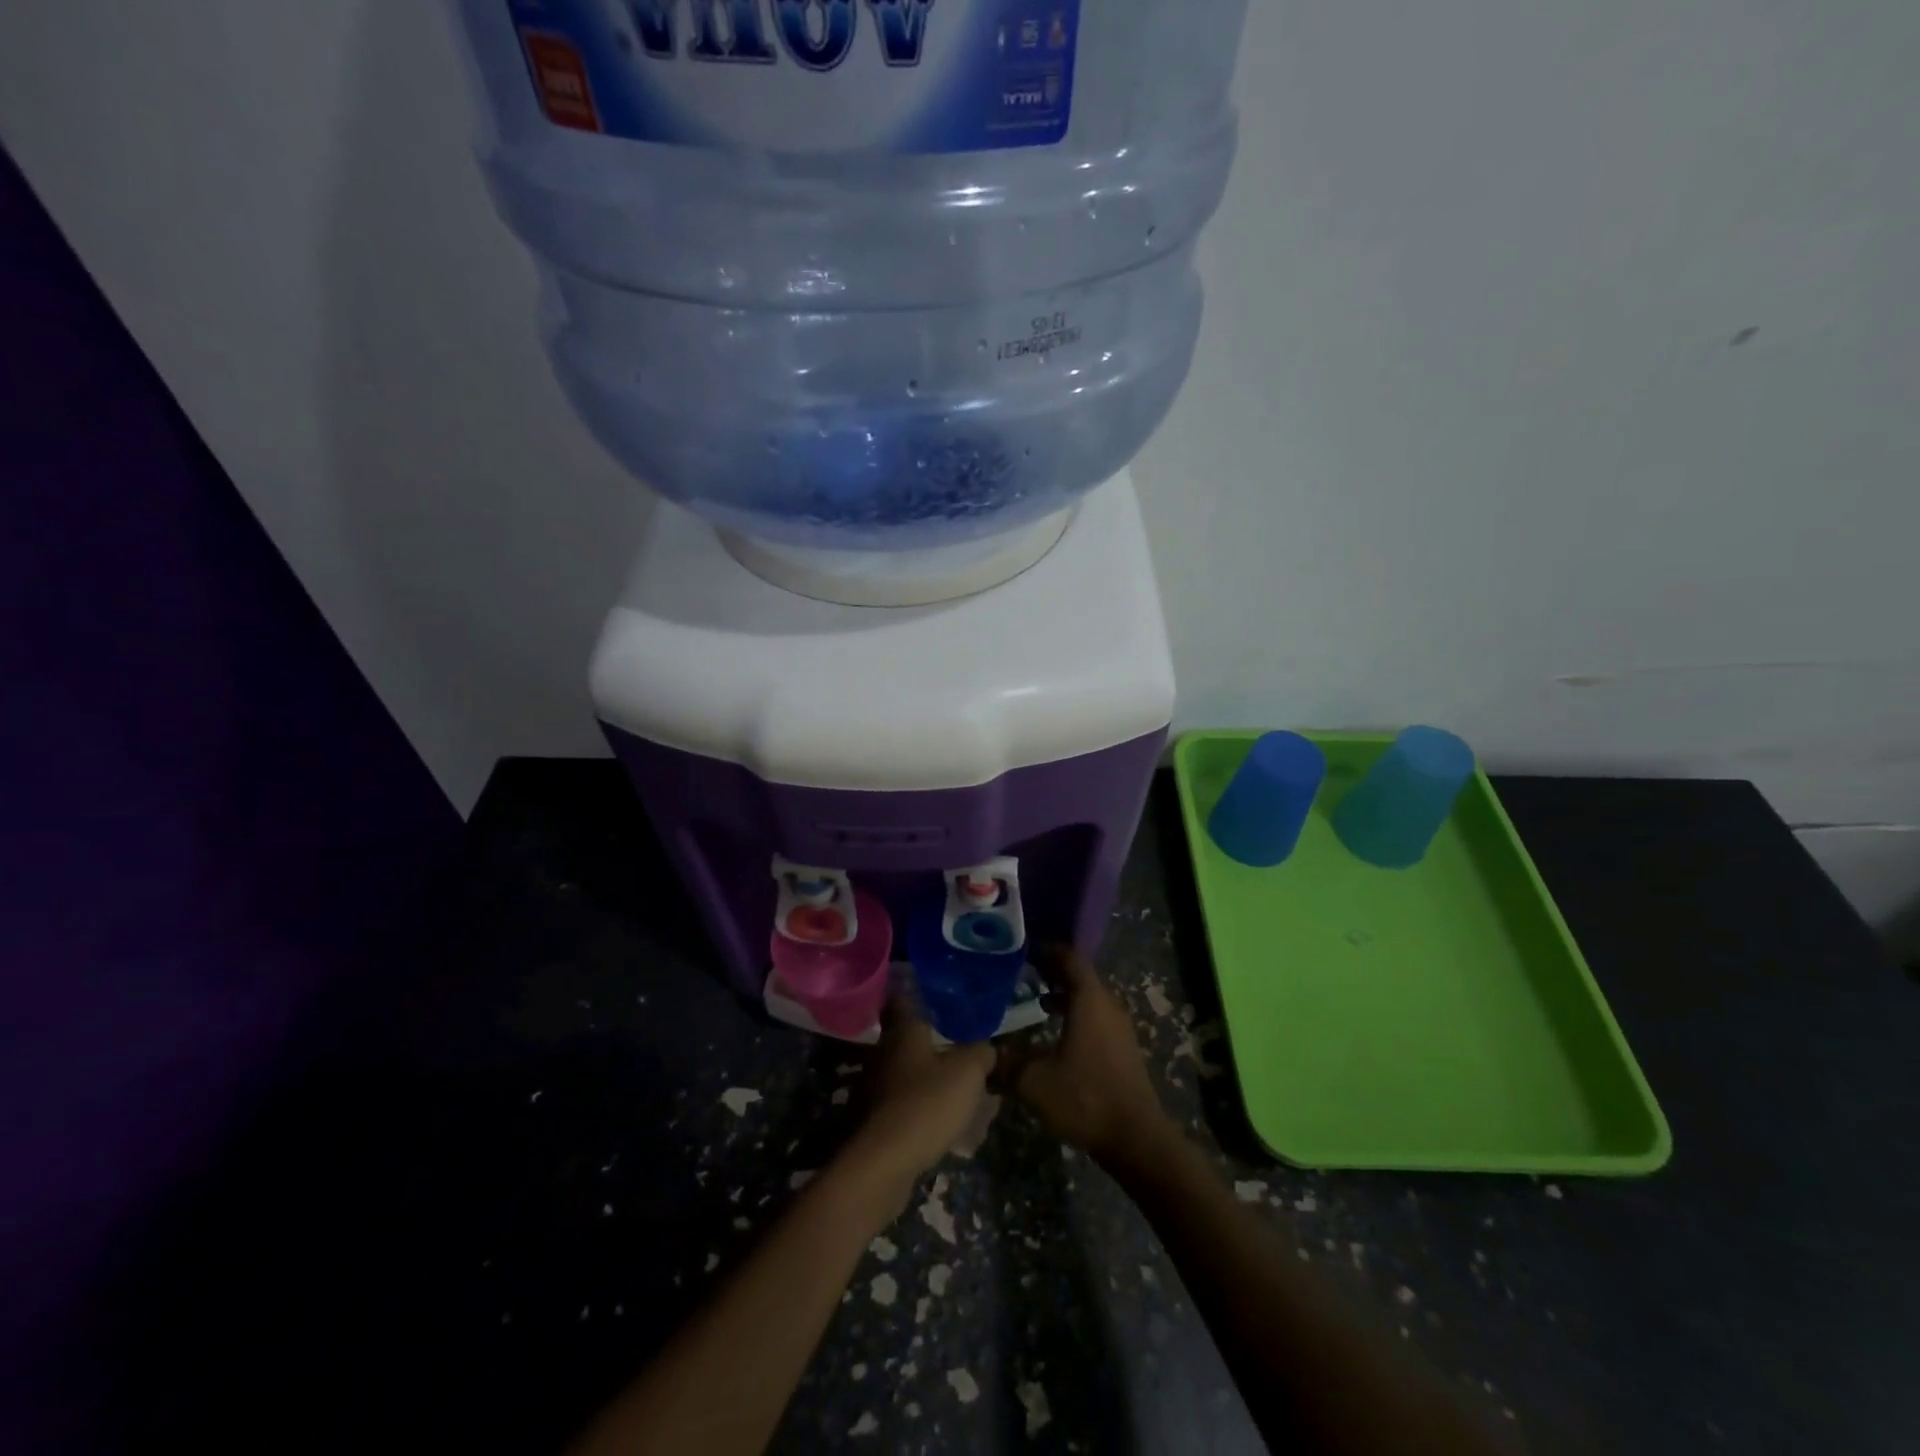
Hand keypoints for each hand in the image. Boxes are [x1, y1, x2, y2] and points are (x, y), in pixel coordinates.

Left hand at [842, 997, 995, 1203]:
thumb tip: (986, 1048)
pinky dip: (924, 1108)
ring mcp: (876, 1088)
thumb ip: (980, 1053)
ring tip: (960, 1087)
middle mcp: (884, 1053)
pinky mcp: (876, 1121)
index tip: (934, 989)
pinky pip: (906, 1105)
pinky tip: (945, 1121)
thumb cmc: (926, 1103)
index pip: (905, 998)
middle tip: (961, 1044)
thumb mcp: (967, 1073)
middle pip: (908, 1039)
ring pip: (908, 1074)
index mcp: (904, 1032)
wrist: (883, 1163)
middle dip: (933, 1042)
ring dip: (930, 1078)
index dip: (917, 990)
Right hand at [1001, 945, 1171, 1166]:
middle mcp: (1108, 1005)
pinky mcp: (1123, 1048)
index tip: (1023, 950)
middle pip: (1080, 976)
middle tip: (1023, 973)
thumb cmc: (1084, 1098)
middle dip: (1053, 971)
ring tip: (1036, 999)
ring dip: (1065, 994)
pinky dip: (1076, 1014)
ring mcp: (1119, 1027)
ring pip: (1089, 998)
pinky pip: (1097, 1017)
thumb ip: (1006, 1062)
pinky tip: (1056, 1033)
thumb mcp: (1034, 1081)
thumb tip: (983, 1052)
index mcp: (1089, 1000)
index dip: (1047, 950)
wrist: (1135, 1138)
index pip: (1069, 958)